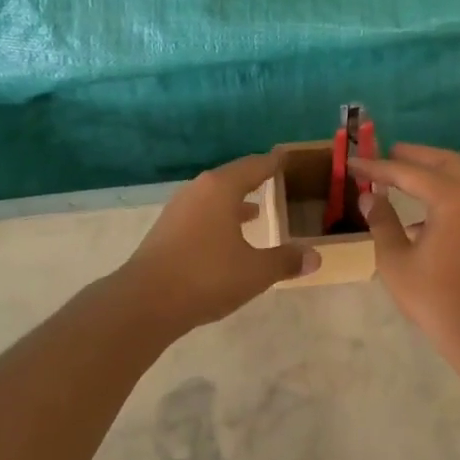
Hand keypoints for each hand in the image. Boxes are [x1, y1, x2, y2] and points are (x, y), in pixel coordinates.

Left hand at [115, 153, 318, 334]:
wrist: (145, 302)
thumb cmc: (206, 276)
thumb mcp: (255, 271)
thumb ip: (286, 261)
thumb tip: (315, 256)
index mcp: (221, 189)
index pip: (254, 166)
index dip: (273, 163)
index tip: (286, 157)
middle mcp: (198, 191)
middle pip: (232, 178)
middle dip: (254, 180)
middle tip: (274, 180)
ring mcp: (178, 210)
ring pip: (213, 197)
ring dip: (234, 202)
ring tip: (255, 211)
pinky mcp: (166, 231)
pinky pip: (201, 215)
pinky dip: (218, 218)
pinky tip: (226, 238)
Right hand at [350, 144, 459, 351]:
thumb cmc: (434, 296)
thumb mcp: (396, 259)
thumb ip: (382, 222)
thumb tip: (370, 197)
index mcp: (453, 200)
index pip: (409, 172)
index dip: (378, 167)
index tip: (353, 163)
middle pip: (443, 162)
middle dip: (413, 156)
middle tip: (385, 154)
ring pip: (458, 176)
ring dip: (430, 172)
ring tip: (398, 176)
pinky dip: (442, 192)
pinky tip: (417, 214)